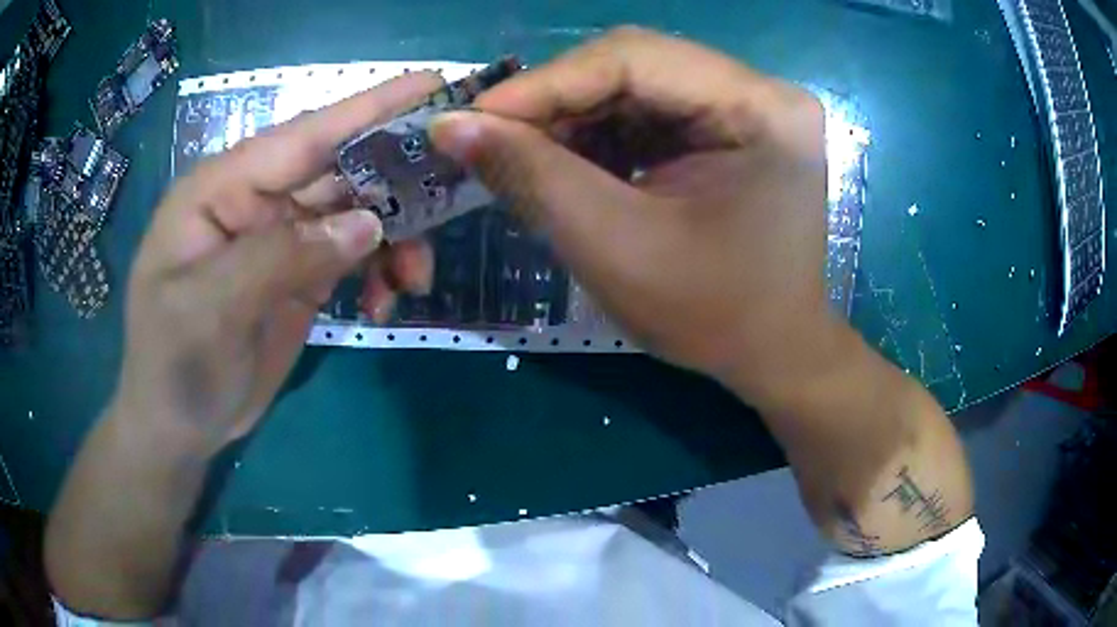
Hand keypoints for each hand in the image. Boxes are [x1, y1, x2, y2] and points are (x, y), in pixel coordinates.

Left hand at [116, 72, 439, 451]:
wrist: (178, 427)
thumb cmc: (172, 365)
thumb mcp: (210, 310)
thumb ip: (281, 257)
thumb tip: (368, 223)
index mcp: (223, 188)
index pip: (304, 135)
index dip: (370, 108)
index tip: (435, 86)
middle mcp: (257, 200)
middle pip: (340, 168)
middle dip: (398, 180)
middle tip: (458, 188)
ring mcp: (281, 238)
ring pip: (357, 213)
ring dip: (396, 238)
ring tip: (414, 280)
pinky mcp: (299, 274)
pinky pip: (355, 255)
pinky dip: (380, 273)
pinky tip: (384, 303)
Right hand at [431, 27, 840, 406]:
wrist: (772, 352)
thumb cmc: (712, 317)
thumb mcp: (615, 248)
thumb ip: (530, 176)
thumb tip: (449, 125)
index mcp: (761, 109)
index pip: (633, 57)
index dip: (544, 84)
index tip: (470, 119)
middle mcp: (761, 92)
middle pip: (634, 65)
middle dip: (554, 103)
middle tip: (488, 140)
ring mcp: (747, 108)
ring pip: (634, 87)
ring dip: (571, 120)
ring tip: (521, 157)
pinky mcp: (730, 128)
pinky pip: (649, 113)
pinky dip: (598, 137)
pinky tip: (566, 165)